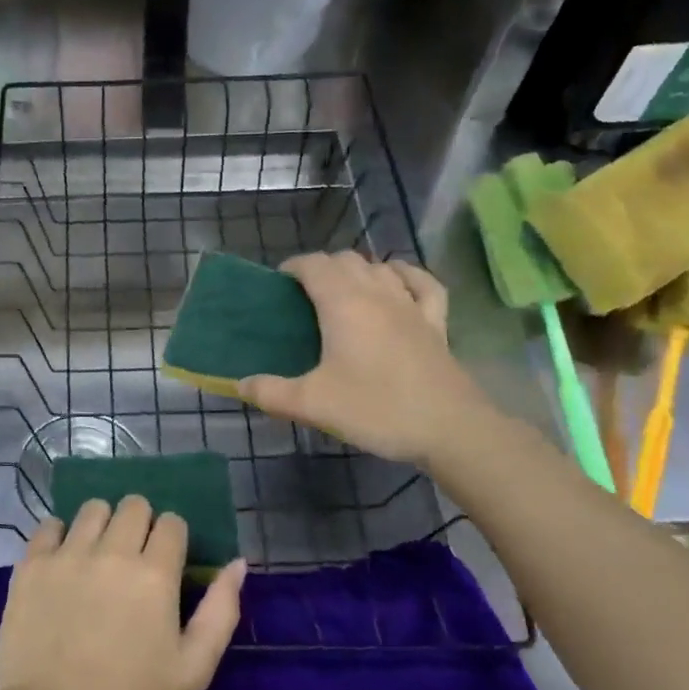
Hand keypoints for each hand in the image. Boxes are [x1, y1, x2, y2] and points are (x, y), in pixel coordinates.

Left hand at [0, 497, 245, 689]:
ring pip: (93, 508)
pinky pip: (49, 525)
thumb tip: (238, 563)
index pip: (172, 523)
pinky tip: (63, 559)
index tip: (166, 560)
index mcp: (155, 574)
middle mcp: (113, 552)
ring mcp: (69, 554)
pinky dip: (59, 535)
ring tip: (97, 554)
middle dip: (141, 523)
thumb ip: (221, 611)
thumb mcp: (193, 669)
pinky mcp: (33, 563)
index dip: (173, 537)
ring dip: (102, 524)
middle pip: (134, 505)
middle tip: (133, 556)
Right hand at [239, 253, 493, 467]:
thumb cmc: (376, 409)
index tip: (277, 285)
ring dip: (357, 270)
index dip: (293, 267)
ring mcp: (411, 305)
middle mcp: (377, 293)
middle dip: (322, 268)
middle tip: (303, 296)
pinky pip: (422, 284)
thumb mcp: (312, 404)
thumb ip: (270, 392)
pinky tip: (397, 281)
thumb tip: (239, 384)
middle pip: (346, 260)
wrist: (449, 428)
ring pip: (380, 268)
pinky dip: (405, 276)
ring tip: (342, 291)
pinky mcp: (436, 323)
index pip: (314, 265)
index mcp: (343, 304)